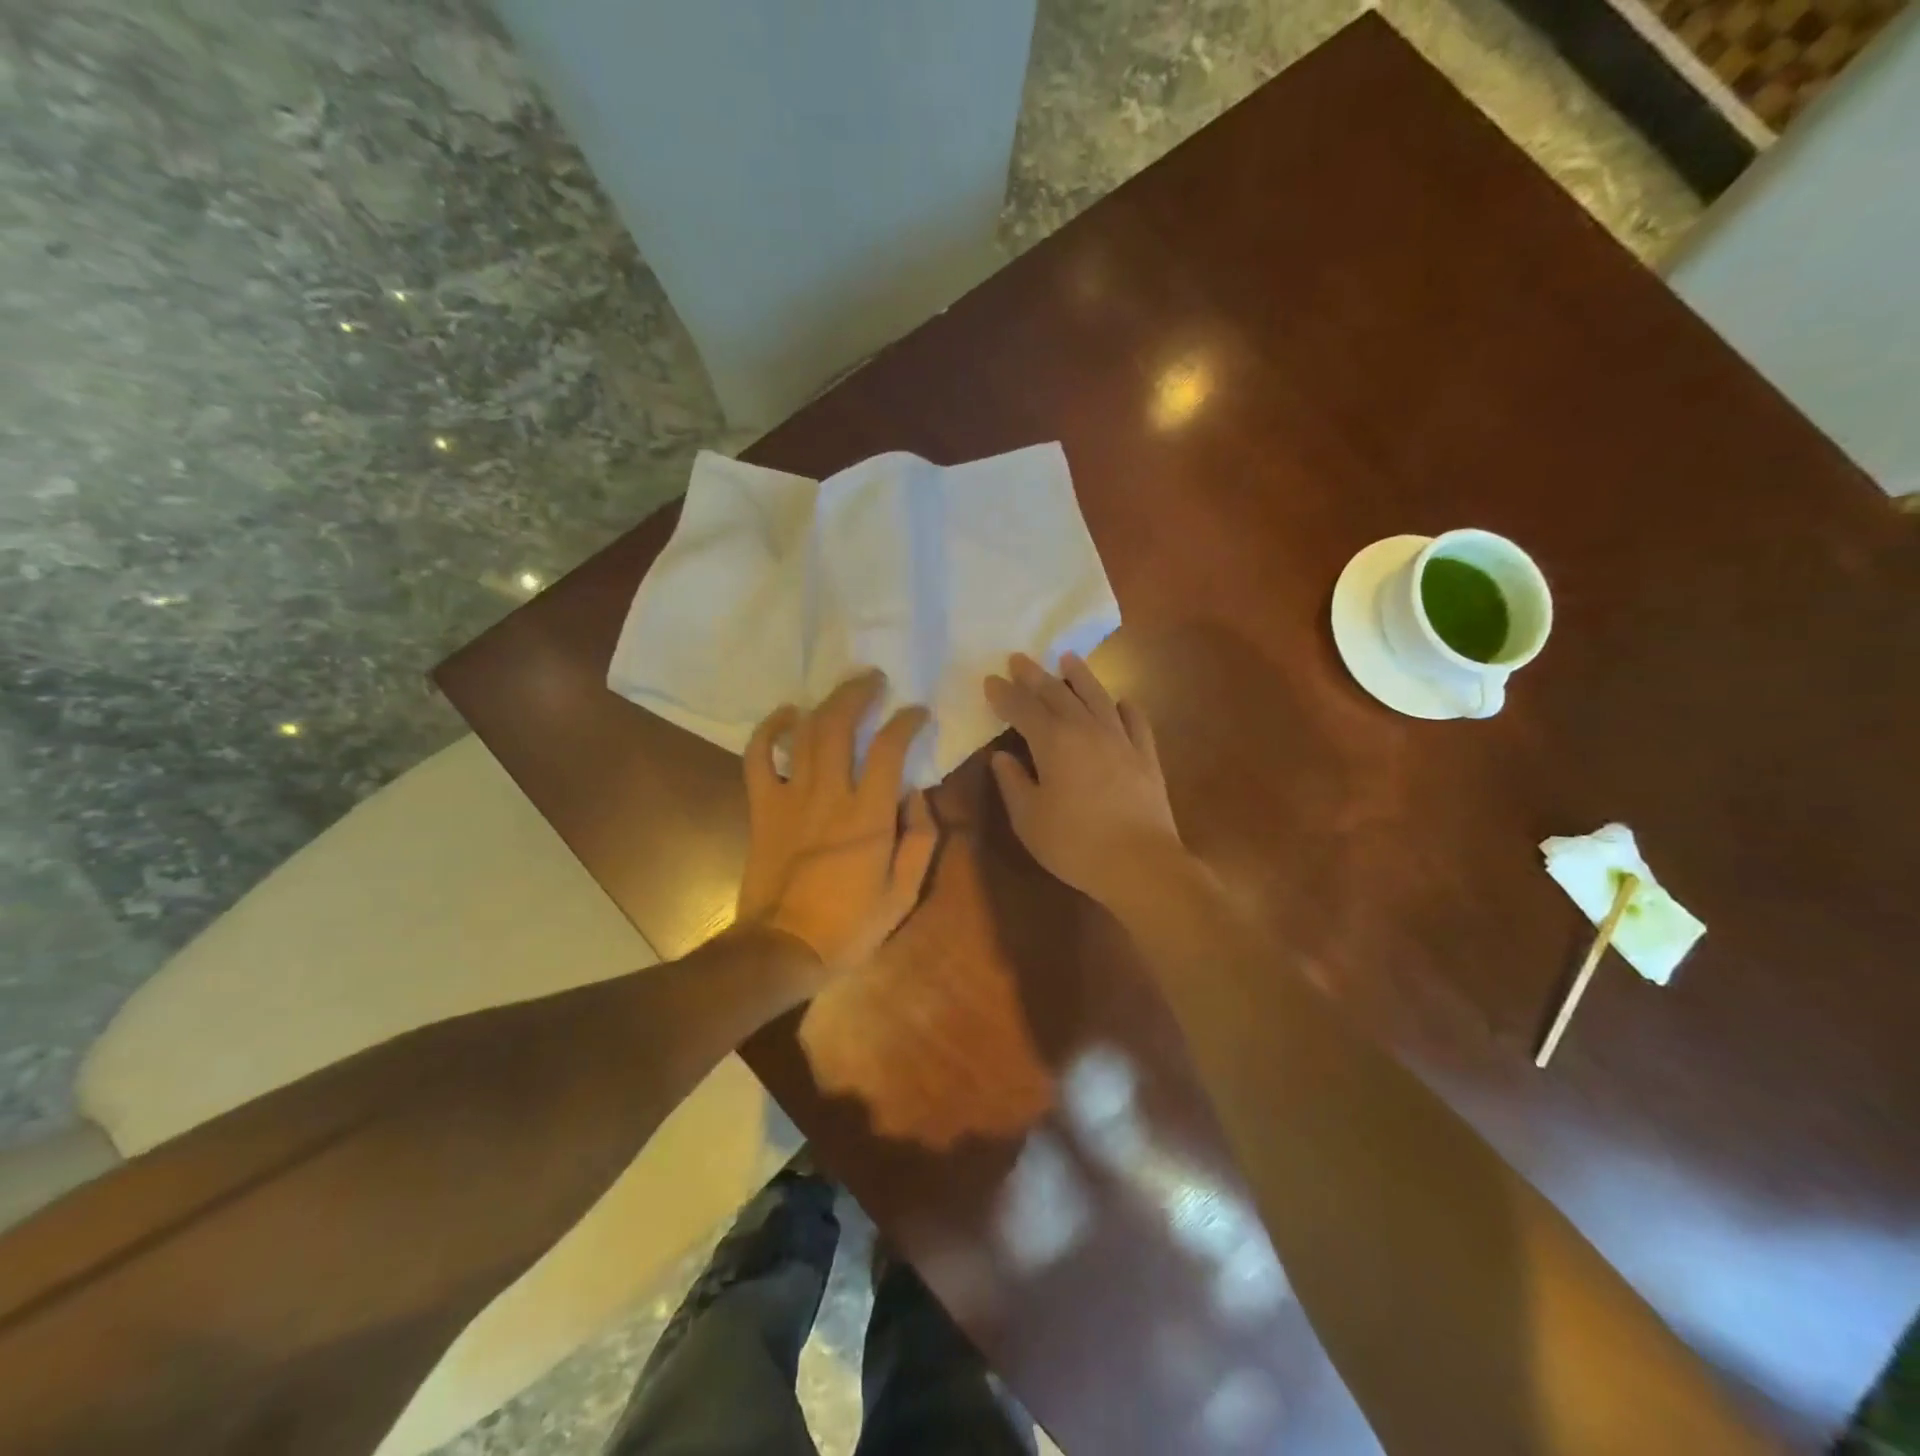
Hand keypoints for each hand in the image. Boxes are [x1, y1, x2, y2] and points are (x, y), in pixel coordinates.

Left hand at [736, 671, 938, 979]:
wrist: (783, 948)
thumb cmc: (850, 925)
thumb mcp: (904, 893)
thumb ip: (920, 839)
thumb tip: (918, 794)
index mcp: (868, 816)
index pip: (889, 749)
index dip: (906, 721)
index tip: (917, 711)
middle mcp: (828, 795)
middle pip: (839, 725)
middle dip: (858, 694)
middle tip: (874, 679)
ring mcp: (790, 797)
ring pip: (804, 733)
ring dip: (824, 703)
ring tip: (843, 689)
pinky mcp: (763, 807)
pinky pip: (758, 758)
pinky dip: (768, 730)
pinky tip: (785, 715)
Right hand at [984, 652, 1189, 909]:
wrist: (1140, 863)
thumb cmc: (1074, 844)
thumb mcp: (1029, 819)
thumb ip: (1013, 782)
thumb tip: (1001, 756)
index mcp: (1053, 742)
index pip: (1022, 709)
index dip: (1004, 694)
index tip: (990, 680)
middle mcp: (1087, 730)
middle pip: (1058, 694)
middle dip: (1035, 676)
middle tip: (1020, 659)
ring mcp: (1121, 740)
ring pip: (1098, 697)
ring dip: (1080, 676)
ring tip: (1068, 659)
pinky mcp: (1146, 756)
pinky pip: (1136, 721)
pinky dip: (1125, 707)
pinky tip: (1121, 701)